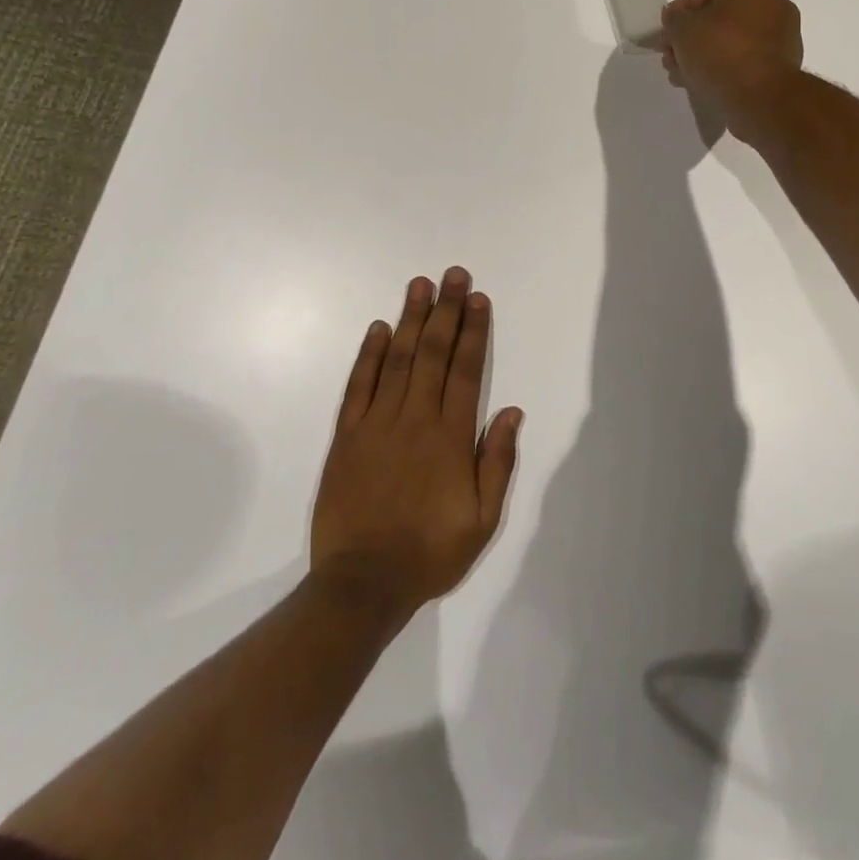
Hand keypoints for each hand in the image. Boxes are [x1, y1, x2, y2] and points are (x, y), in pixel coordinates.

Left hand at [310, 268, 522, 618]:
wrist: (362, 585)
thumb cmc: (429, 553)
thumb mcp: (482, 520)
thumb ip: (497, 462)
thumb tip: (511, 411)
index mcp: (451, 437)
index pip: (467, 371)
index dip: (474, 331)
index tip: (478, 298)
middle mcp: (416, 419)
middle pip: (434, 354)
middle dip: (446, 310)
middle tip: (453, 274)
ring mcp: (377, 424)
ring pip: (397, 360)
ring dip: (411, 320)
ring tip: (420, 285)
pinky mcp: (347, 437)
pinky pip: (359, 387)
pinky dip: (368, 356)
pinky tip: (378, 329)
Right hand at [660, 0, 803, 140]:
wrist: (761, 97)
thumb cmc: (721, 51)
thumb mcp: (682, 28)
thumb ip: (674, 20)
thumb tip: (676, 22)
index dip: (677, 19)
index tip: (663, 40)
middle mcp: (775, 4)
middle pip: (718, 22)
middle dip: (691, 41)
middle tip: (671, 59)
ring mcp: (783, 38)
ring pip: (730, 44)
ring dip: (704, 58)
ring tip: (682, 76)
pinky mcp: (783, 68)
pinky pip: (744, 64)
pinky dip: (724, 71)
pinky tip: (703, 84)